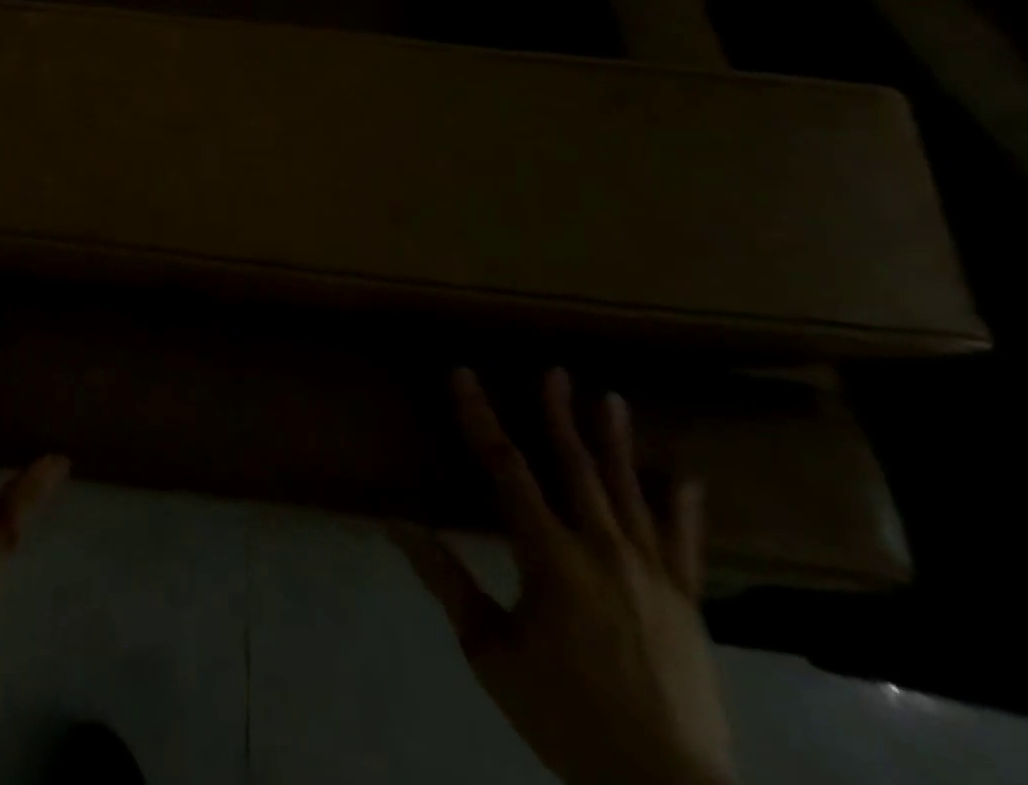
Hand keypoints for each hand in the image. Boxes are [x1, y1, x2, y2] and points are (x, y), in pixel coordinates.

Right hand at [395, 369, 736, 784]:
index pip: (505, 467)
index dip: (480, 416)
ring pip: (630, 491)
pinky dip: (683, 508)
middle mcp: (602, 549)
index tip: (464, 374)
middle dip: (559, 414)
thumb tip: (398, 525)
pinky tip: (684, 477)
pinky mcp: (687, 603)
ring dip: (616, 441)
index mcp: (550, 556)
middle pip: (575, 466)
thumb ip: (448, 583)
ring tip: (610, 398)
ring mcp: (652, 573)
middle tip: (554, 370)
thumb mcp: (491, 652)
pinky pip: (684, 543)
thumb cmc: (567, 715)